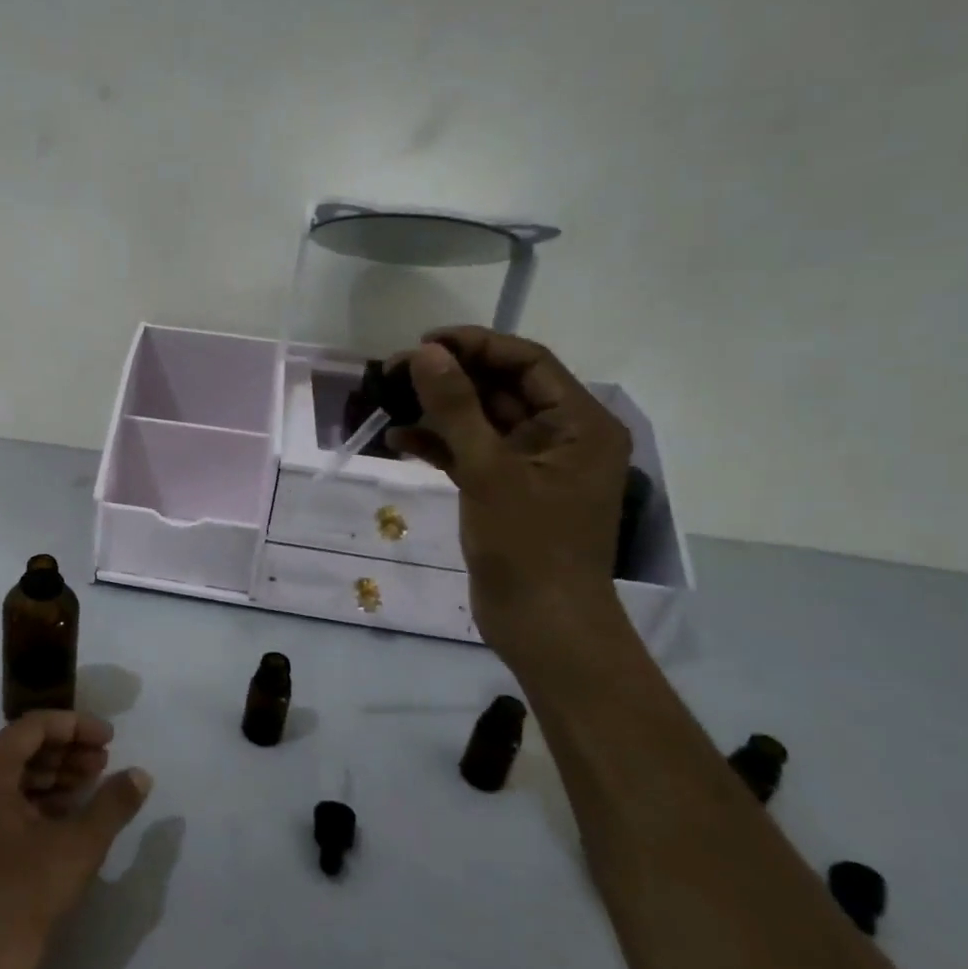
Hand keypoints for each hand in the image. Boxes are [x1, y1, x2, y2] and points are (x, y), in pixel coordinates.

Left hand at [0, 711, 151, 968]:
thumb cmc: (16, 901)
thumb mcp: (76, 849)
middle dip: (67, 751)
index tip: (112, 740)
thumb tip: (140, 775)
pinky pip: (1, 802)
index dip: (77, 727)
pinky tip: (68, 816)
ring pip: (12, 775)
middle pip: (21, 747)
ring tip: (93, 786)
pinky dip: (36, 801)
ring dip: (54, 776)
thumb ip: (111, 804)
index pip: (34, 727)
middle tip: (106, 764)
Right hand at [386, 327, 631, 658]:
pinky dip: (439, 444)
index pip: (527, 362)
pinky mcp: (507, 491)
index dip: (475, 346)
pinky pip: (471, 453)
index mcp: (580, 424)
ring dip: (438, 410)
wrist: (542, 626)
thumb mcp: (490, 471)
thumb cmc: (529, 546)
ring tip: (387, 399)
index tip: (422, 343)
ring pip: (481, 420)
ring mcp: (532, 466)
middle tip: (392, 370)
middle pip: (502, 388)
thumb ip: (456, 408)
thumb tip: (425, 353)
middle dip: (448, 377)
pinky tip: (398, 440)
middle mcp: (561, 437)